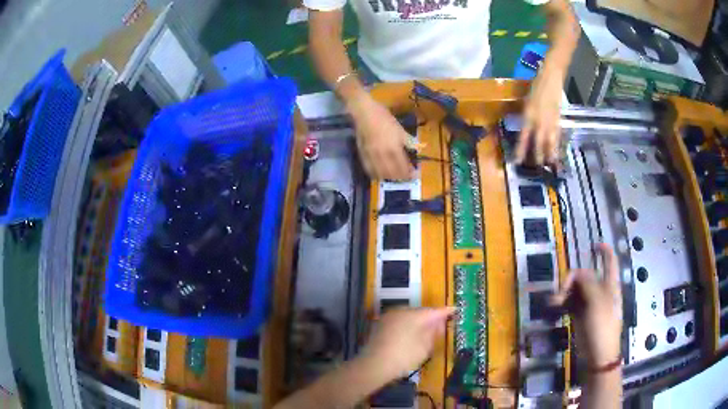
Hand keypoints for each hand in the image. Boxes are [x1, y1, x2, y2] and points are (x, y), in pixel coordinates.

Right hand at [347, 94, 413, 179]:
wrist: (364, 112)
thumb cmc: (384, 117)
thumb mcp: (399, 128)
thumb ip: (408, 141)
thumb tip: (418, 148)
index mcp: (393, 147)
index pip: (403, 166)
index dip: (409, 173)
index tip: (414, 175)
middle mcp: (383, 155)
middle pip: (392, 173)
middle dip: (400, 177)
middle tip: (406, 177)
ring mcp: (371, 156)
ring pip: (381, 174)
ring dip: (389, 178)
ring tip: (394, 176)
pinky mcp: (362, 155)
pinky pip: (369, 170)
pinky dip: (376, 175)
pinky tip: (380, 174)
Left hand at [359, 307, 453, 382]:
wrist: (373, 365)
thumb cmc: (404, 357)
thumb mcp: (425, 347)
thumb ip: (434, 332)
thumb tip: (438, 323)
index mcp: (414, 315)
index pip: (434, 311)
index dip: (446, 311)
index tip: (455, 310)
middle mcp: (401, 311)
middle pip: (421, 312)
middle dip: (431, 317)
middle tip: (441, 324)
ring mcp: (388, 317)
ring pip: (409, 316)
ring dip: (418, 322)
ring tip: (426, 332)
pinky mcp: (380, 325)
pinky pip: (399, 322)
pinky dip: (407, 326)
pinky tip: (410, 336)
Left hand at [516, 67, 563, 165]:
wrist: (551, 78)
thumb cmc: (536, 87)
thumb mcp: (527, 102)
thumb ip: (526, 116)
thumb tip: (526, 129)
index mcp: (528, 116)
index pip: (524, 138)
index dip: (521, 151)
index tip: (518, 161)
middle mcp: (539, 122)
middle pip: (538, 144)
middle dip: (537, 157)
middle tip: (536, 167)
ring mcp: (550, 122)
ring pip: (550, 143)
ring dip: (549, 154)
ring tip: (550, 164)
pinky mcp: (559, 120)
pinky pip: (557, 137)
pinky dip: (557, 145)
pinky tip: (557, 152)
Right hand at [551, 243, 622, 367]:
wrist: (599, 354)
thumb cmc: (603, 326)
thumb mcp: (597, 301)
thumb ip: (588, 283)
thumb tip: (578, 272)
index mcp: (610, 284)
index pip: (609, 261)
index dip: (603, 250)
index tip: (593, 245)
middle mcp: (600, 290)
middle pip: (586, 275)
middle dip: (572, 278)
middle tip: (560, 290)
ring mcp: (590, 303)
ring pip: (576, 289)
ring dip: (564, 291)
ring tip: (553, 302)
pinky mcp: (580, 315)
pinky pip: (570, 302)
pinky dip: (562, 302)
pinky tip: (554, 306)